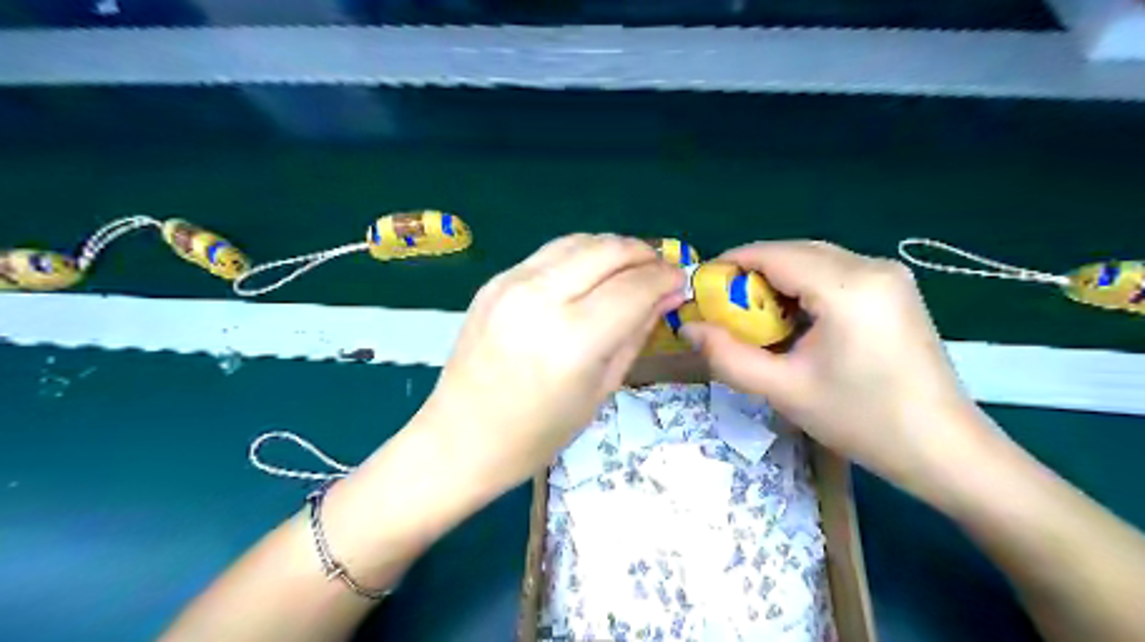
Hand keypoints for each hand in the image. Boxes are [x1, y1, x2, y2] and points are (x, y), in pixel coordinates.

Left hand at [421, 236, 683, 490]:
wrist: (461, 438)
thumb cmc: (538, 434)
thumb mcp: (600, 390)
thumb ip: (635, 334)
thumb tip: (666, 296)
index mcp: (573, 339)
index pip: (634, 287)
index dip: (665, 278)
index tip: (680, 281)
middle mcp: (541, 299)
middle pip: (608, 250)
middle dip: (643, 254)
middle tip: (659, 270)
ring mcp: (511, 283)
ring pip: (578, 241)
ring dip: (612, 248)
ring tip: (628, 269)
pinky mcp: (494, 281)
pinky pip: (549, 254)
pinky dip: (580, 256)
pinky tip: (588, 276)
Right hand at [678, 241, 993, 494]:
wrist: (943, 449)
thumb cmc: (862, 421)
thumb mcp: (784, 390)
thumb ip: (727, 356)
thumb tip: (688, 329)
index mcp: (848, 287)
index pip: (774, 254)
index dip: (731, 263)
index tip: (702, 287)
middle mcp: (872, 266)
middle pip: (794, 251)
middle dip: (753, 273)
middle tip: (726, 310)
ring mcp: (889, 275)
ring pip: (814, 259)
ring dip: (778, 280)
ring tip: (757, 319)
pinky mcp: (894, 289)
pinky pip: (835, 272)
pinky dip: (804, 287)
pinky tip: (796, 320)